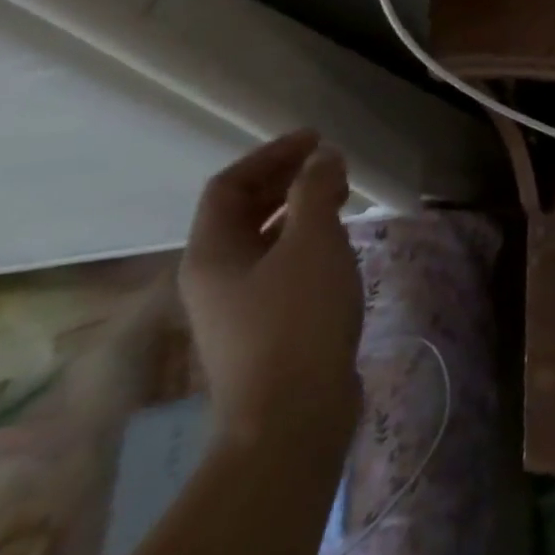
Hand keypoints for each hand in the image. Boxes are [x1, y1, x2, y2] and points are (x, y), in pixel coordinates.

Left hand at [180, 132, 363, 450]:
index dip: (271, 155)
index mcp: (211, 253)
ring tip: (342, 198)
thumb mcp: (313, 242)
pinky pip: (279, 265)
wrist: (291, 415)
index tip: (317, 139)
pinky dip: (306, 241)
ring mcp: (236, 305)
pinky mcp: (263, 326)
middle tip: (333, 165)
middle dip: (286, 180)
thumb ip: (315, 191)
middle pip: (242, 211)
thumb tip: (321, 157)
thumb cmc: (298, 318)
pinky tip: (339, 245)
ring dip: (299, 209)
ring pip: (263, 239)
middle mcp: (213, 276)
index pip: (228, 186)